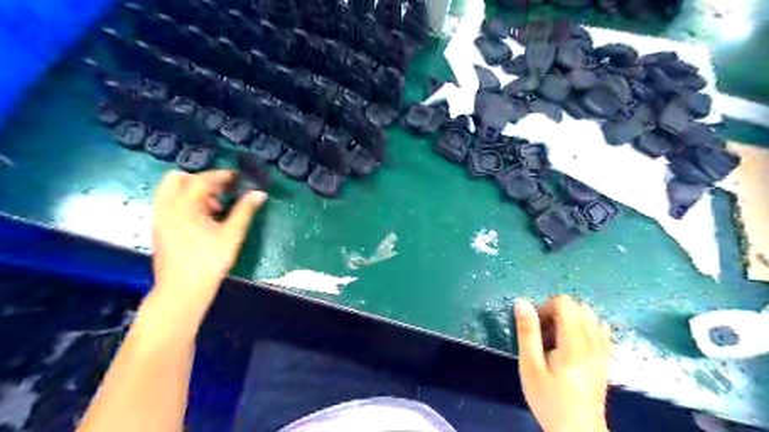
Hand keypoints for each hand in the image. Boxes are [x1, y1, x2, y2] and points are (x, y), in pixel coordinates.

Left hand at [150, 171, 268, 317]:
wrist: (183, 289)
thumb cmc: (209, 261)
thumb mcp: (232, 234)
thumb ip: (245, 211)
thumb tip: (259, 194)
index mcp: (183, 206)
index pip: (201, 180)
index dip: (221, 175)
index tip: (237, 177)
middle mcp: (166, 207)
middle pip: (178, 179)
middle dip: (201, 180)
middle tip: (221, 190)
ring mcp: (159, 218)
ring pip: (171, 191)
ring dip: (192, 191)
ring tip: (214, 206)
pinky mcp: (159, 228)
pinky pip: (169, 204)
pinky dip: (185, 202)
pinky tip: (203, 219)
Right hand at [516, 295, 612, 431]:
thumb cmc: (549, 399)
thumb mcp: (530, 366)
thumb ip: (527, 332)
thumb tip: (522, 301)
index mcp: (575, 341)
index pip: (564, 302)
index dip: (545, 306)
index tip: (535, 326)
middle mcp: (593, 341)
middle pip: (577, 306)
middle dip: (556, 312)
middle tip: (542, 334)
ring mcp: (603, 350)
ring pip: (589, 316)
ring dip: (569, 319)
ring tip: (556, 339)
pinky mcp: (605, 359)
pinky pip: (599, 329)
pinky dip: (584, 327)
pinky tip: (573, 342)